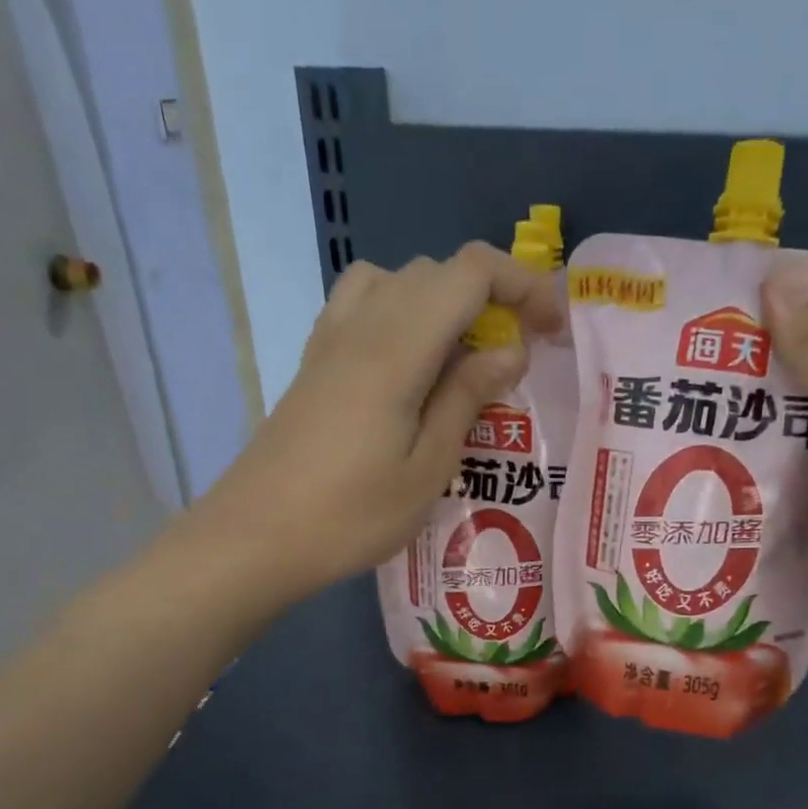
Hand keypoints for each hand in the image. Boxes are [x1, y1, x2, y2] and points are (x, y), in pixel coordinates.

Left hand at [192, 243, 562, 604]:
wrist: (256, 537)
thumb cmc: (351, 516)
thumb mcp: (428, 469)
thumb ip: (467, 398)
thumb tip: (508, 350)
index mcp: (397, 348)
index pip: (470, 272)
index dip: (521, 284)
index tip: (551, 330)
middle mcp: (362, 326)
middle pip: (437, 271)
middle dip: (490, 297)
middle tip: (514, 359)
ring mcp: (330, 341)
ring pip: (396, 282)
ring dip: (442, 304)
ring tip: (459, 360)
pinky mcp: (314, 363)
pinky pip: (363, 306)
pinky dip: (401, 315)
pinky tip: (409, 369)